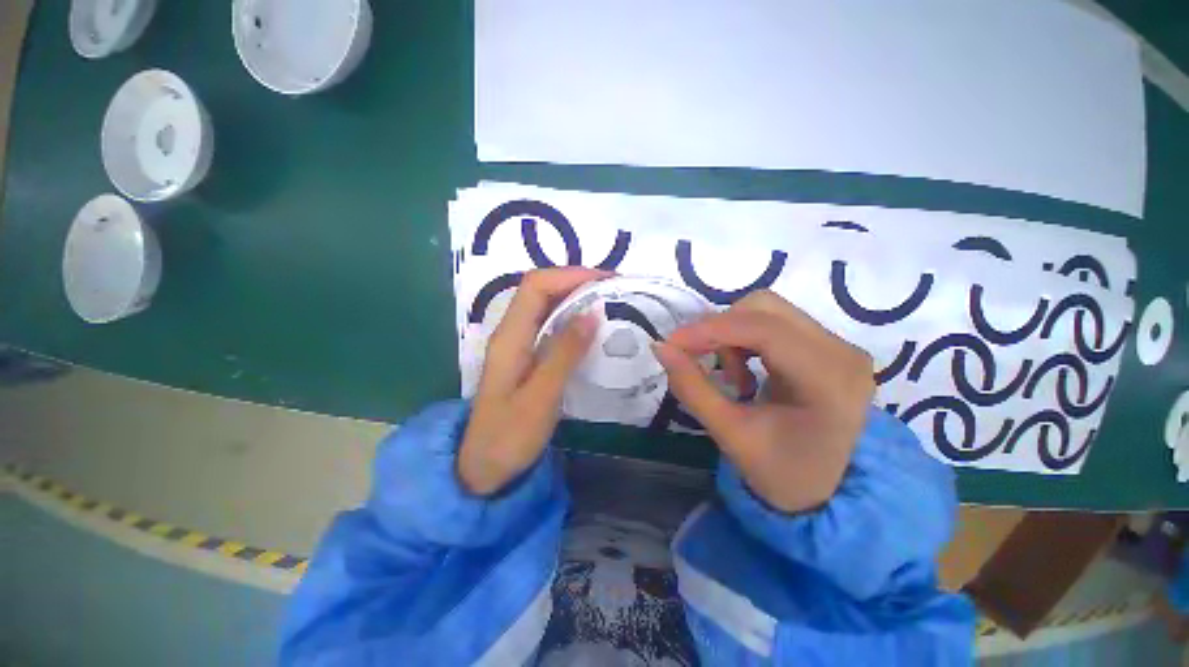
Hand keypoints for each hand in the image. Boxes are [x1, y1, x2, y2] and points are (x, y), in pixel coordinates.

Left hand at [459, 268, 608, 495]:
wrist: (484, 468)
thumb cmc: (510, 437)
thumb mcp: (541, 396)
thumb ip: (565, 353)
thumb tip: (593, 311)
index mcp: (509, 337)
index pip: (536, 286)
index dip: (570, 275)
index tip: (606, 281)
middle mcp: (511, 332)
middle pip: (540, 290)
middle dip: (575, 281)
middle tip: (613, 289)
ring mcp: (518, 344)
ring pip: (545, 305)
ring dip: (575, 297)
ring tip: (608, 301)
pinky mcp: (527, 356)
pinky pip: (550, 325)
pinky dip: (572, 318)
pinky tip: (591, 326)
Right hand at [654, 291, 874, 512]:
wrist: (826, 491)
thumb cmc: (781, 472)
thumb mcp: (729, 433)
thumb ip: (691, 387)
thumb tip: (660, 347)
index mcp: (829, 381)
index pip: (764, 331)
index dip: (711, 329)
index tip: (671, 342)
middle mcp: (842, 352)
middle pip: (765, 308)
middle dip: (720, 329)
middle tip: (697, 359)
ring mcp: (838, 345)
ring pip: (767, 310)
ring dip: (732, 334)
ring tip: (730, 376)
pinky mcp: (827, 345)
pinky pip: (773, 322)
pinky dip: (744, 338)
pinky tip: (744, 370)